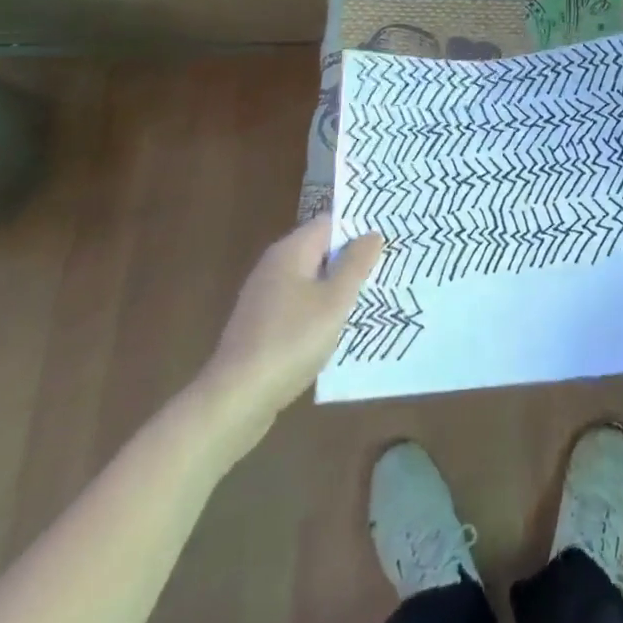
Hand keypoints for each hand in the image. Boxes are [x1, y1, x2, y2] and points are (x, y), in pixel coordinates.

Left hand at [189, 214, 383, 450]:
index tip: (387, 241)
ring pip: (311, 279)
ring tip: (370, 298)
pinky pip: (299, 304)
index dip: (358, 228)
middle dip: (351, 260)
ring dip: (337, 287)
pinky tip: (337, 329)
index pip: (330, 223)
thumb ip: (355, 264)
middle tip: (386, 269)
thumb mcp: (334, 301)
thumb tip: (371, 234)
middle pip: (320, 250)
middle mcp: (274, 266)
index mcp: (290, 251)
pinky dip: (319, 309)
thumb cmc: (291, 341)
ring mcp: (265, 296)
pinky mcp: (261, 325)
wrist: (235, 400)